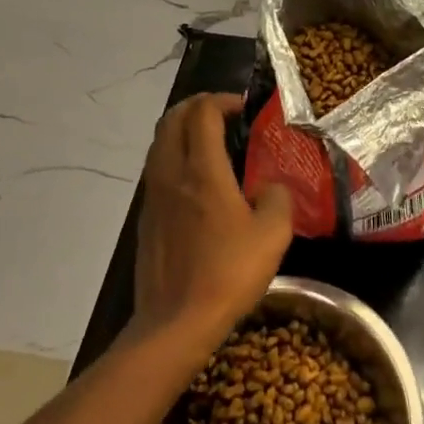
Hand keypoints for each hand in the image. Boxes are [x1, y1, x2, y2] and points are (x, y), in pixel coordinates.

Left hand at [132, 93, 292, 350]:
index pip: (202, 113)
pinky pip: (157, 168)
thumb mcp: (272, 235)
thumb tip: (271, 187)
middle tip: (224, 113)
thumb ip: (277, 199)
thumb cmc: (228, 273)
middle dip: (197, 106)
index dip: (222, 100)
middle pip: (173, 118)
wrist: (175, 322)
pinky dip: (174, 155)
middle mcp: (171, 173)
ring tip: (210, 140)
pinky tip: (196, 179)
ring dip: (182, 129)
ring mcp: (153, 195)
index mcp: (202, 170)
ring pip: (160, 142)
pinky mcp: (146, 217)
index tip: (243, 109)